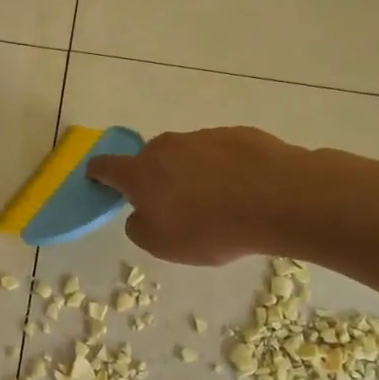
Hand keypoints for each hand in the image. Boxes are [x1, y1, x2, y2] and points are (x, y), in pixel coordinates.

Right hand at [88, 127, 308, 265]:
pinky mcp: (237, 134)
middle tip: (172, 205)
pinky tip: (244, 191)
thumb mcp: (163, 245)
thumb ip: (139, 227)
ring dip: (190, 173)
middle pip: (149, 160)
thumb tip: (140, 212)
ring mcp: (203, 136)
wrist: (281, 198)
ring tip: (217, 202)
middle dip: (153, 178)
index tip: (97, 181)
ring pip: (185, 155)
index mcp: (141, 173)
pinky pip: (219, 153)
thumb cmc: (212, 228)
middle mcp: (166, 147)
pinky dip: (223, 169)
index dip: (97, 174)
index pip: (105, 165)